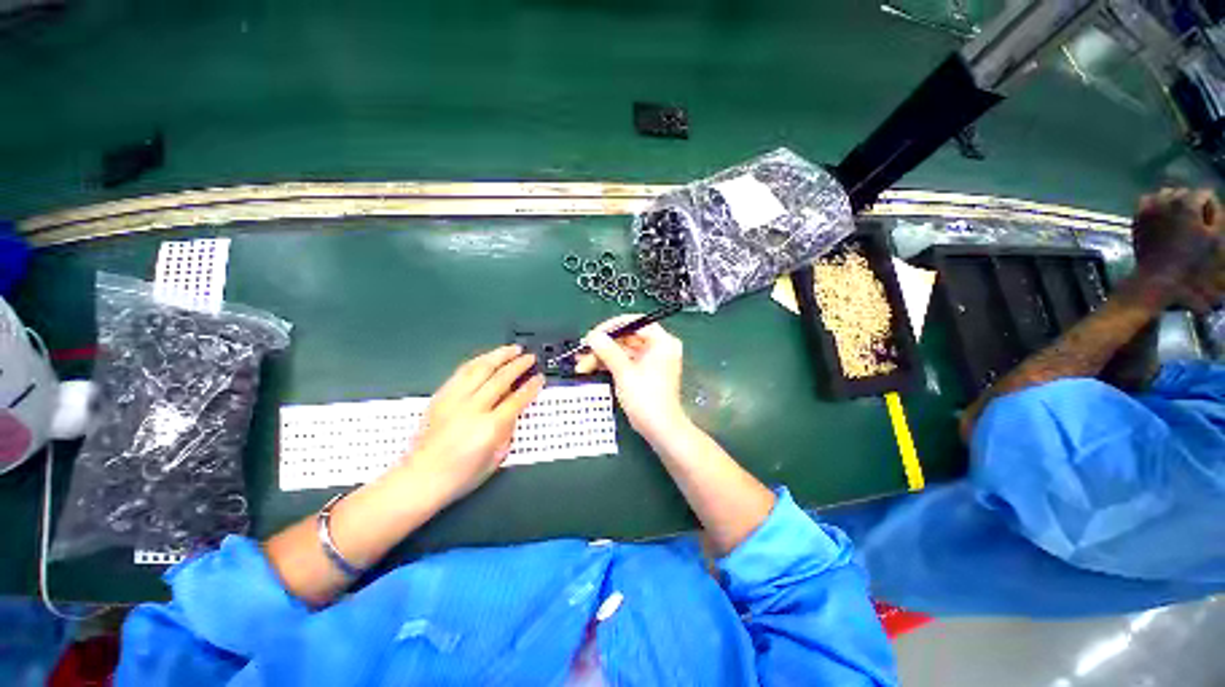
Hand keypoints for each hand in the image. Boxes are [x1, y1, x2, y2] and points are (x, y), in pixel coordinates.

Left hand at [410, 345, 543, 503]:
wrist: (420, 478)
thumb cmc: (462, 475)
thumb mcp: (496, 458)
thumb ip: (508, 430)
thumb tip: (514, 409)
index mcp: (489, 427)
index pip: (516, 399)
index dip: (531, 387)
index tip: (540, 378)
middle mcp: (472, 409)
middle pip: (500, 379)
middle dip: (518, 365)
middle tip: (530, 357)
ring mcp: (454, 400)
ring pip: (480, 368)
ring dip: (499, 356)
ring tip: (513, 349)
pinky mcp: (441, 396)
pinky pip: (462, 372)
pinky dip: (478, 362)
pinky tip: (488, 358)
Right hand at [575, 315, 687, 440]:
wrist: (660, 430)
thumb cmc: (646, 399)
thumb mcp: (624, 372)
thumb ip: (608, 351)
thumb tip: (592, 336)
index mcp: (662, 342)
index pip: (635, 323)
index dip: (612, 327)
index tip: (593, 334)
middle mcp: (659, 347)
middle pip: (627, 337)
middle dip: (604, 345)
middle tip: (583, 351)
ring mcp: (652, 360)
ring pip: (623, 350)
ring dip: (603, 356)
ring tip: (581, 363)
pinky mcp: (645, 372)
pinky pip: (625, 361)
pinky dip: (610, 364)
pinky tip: (591, 367)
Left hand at [1132, 188, 1224, 311]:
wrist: (1160, 274)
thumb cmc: (1191, 258)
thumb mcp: (1214, 237)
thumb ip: (1217, 216)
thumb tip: (1213, 207)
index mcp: (1188, 203)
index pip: (1206, 194)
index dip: (1211, 208)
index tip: (1209, 224)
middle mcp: (1167, 199)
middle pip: (1185, 192)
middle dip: (1192, 204)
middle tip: (1194, 222)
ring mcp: (1150, 207)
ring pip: (1166, 194)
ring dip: (1174, 202)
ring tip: (1179, 219)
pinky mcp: (1138, 216)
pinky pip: (1148, 201)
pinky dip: (1156, 204)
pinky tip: (1162, 217)